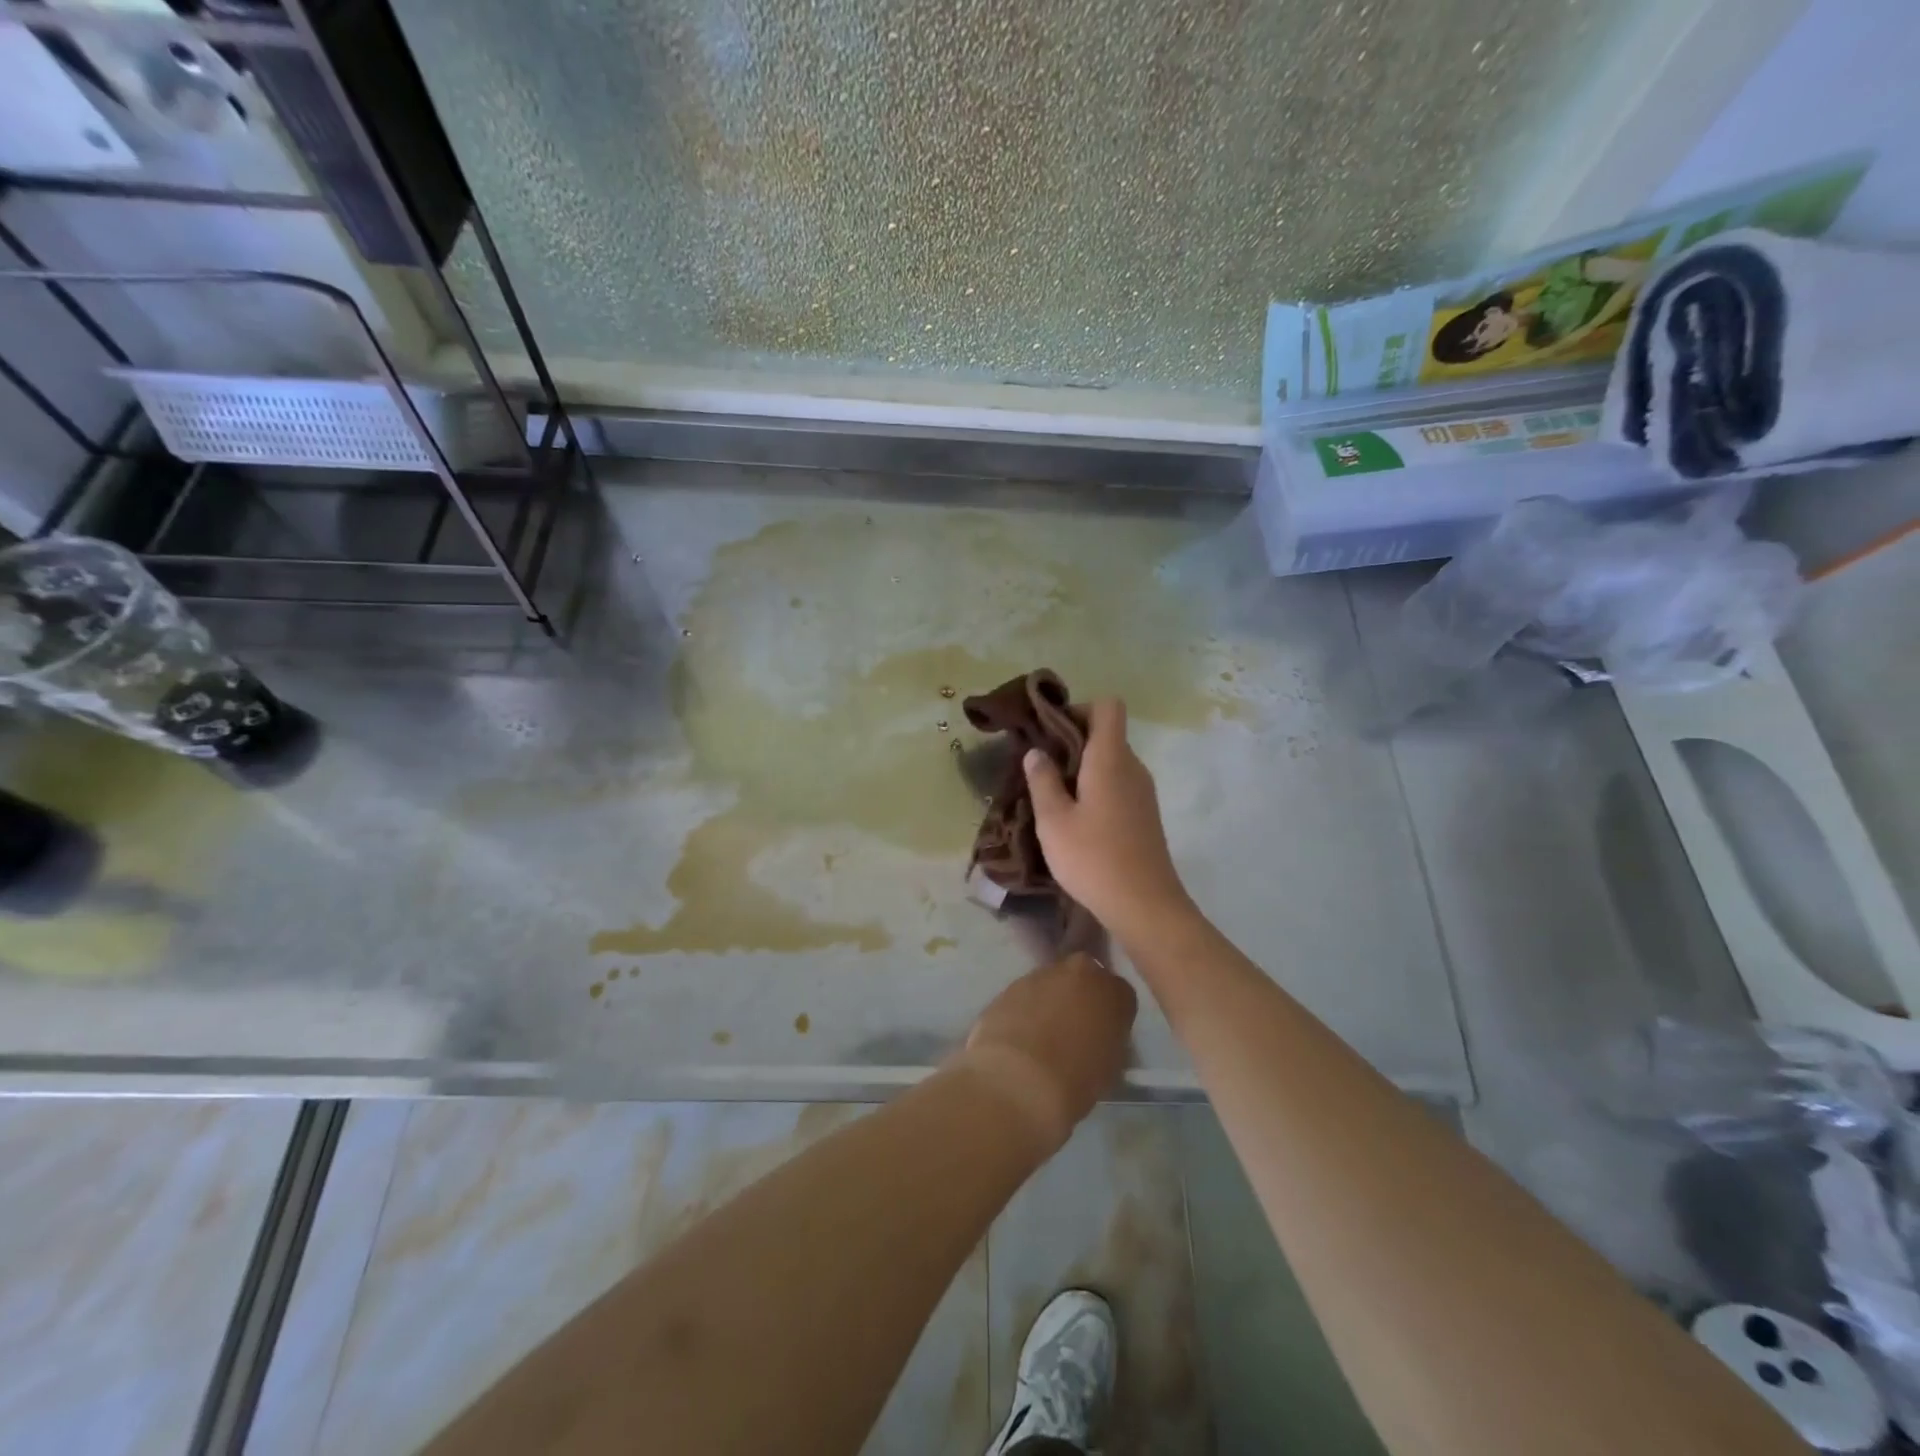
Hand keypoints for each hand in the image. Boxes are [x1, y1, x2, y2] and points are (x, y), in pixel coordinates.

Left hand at [955, 952, 1136, 1150]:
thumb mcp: (1111, 1065)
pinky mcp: (1009, 985)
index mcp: (1113, 990)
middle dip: (1081, 996)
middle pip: (1084, 977)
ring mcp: (1040, 974)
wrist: (1018, 1080)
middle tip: (1075, 1027)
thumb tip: (1098, 1036)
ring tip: (1043, 1035)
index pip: (1121, 994)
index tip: (1106, 1033)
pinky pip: (1025, 995)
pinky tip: (1021, 1035)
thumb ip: (1110, 1038)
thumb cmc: (1076, 1080)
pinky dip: (1025, 1009)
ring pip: (1052, 983)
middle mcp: (1078, 971)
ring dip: (1051, 1001)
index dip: (1112, 1014)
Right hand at [1023, 699, 1194, 943]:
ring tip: (1052, 794)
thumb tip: (1036, 752)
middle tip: (1040, 766)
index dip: (1078, 709)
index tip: (1051, 731)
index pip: (1107, 707)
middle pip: (1107, 733)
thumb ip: (1042, 780)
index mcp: (1111, 759)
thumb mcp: (1054, 820)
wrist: (1145, 905)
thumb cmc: (1093, 858)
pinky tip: (1076, 817)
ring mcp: (1143, 792)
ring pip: (1112, 761)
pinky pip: (1119, 784)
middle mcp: (1133, 767)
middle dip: (1072, 740)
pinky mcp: (1145, 814)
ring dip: (1083, 767)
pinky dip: (1096, 787)